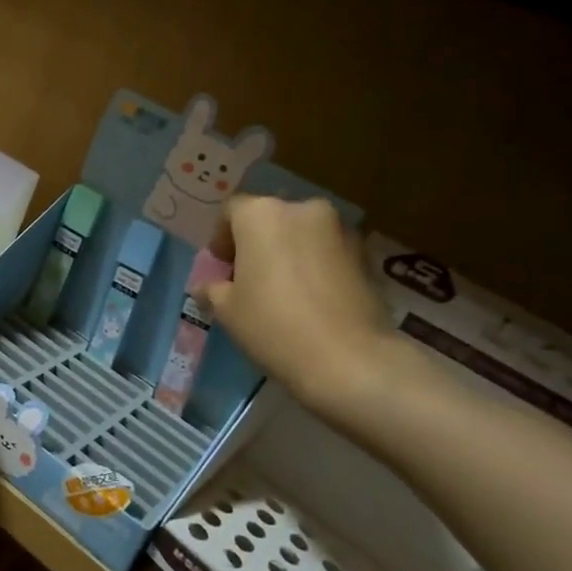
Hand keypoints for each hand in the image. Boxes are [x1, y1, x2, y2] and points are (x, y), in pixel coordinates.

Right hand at [200, 196, 398, 418]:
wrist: (350, 359)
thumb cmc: (273, 325)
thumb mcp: (227, 310)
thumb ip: (213, 289)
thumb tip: (206, 287)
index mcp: (261, 214)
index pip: (232, 211)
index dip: (222, 237)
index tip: (222, 266)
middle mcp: (302, 210)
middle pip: (270, 219)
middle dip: (257, 243)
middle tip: (249, 278)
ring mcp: (339, 230)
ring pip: (302, 234)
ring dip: (289, 253)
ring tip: (282, 291)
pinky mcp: (365, 255)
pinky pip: (328, 252)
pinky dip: (316, 266)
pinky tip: (311, 300)